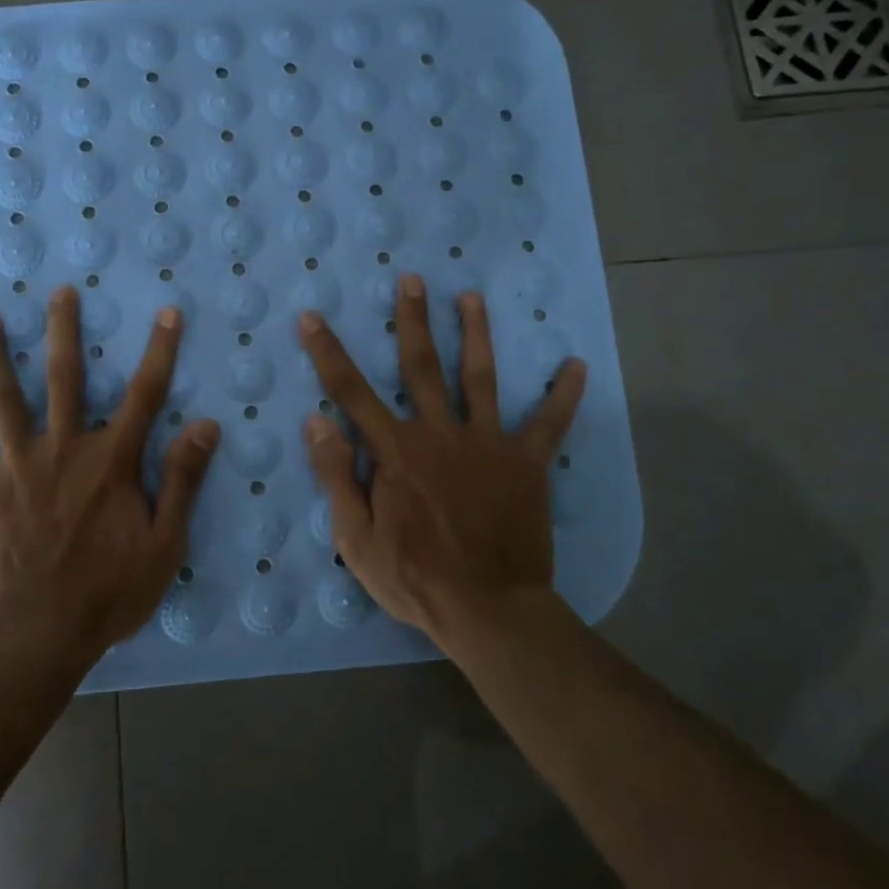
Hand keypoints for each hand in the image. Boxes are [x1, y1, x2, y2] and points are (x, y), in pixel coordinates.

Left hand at [0, 287, 220, 658]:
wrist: (40, 632)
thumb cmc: (110, 590)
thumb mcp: (165, 542)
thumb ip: (183, 479)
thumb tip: (206, 425)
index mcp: (111, 461)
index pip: (146, 394)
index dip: (160, 351)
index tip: (168, 312)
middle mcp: (64, 449)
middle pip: (65, 378)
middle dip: (65, 331)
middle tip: (60, 291)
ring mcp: (19, 466)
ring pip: (6, 399)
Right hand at [298, 275, 585, 641]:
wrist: (489, 609)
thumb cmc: (415, 578)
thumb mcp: (356, 537)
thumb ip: (337, 476)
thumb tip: (317, 422)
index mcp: (395, 450)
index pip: (350, 392)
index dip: (327, 352)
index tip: (312, 317)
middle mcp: (439, 433)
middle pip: (421, 366)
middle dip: (413, 320)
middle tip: (412, 279)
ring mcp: (486, 444)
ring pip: (479, 378)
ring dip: (475, 334)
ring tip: (472, 297)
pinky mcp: (525, 463)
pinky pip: (547, 424)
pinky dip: (563, 395)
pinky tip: (576, 365)